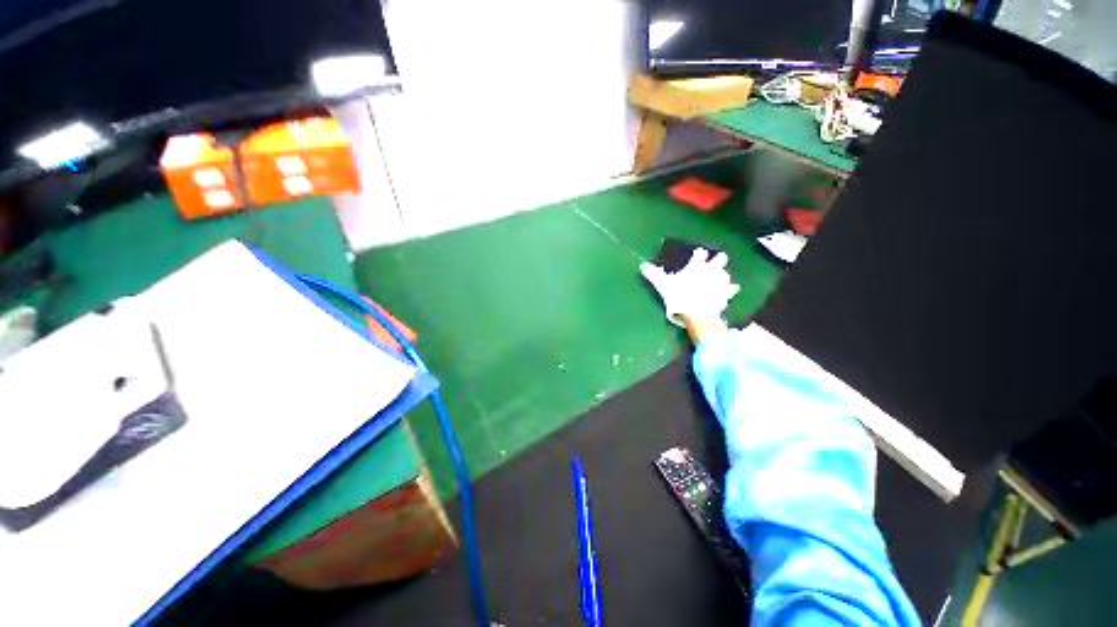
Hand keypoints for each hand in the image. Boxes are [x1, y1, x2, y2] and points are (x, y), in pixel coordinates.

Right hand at [640, 249, 739, 342]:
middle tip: (716, 261)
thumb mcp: (662, 284)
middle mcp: (711, 270)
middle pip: (720, 259)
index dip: (698, 254)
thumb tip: (642, 266)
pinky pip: (731, 289)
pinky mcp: (725, 294)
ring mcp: (720, 282)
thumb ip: (653, 274)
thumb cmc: (679, 295)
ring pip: (726, 274)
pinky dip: (730, 290)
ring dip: (723, 275)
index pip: (699, 254)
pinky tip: (731, 290)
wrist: (697, 312)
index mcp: (696, 266)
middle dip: (718, 259)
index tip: (698, 254)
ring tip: (721, 278)